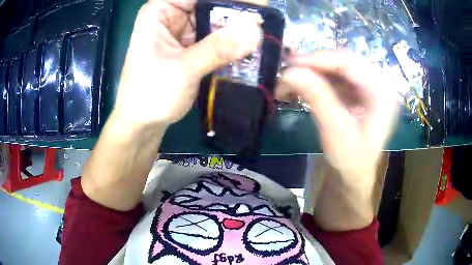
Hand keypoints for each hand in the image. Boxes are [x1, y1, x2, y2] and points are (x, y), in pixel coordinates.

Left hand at [113, 0, 261, 128]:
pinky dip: (231, 42)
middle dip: (236, 13)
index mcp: (160, 11)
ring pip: (215, 20)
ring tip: (264, 33)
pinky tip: (250, 46)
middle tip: (266, 22)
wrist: (141, 124)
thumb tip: (256, 29)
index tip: (258, 5)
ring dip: (237, 28)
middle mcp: (171, 15)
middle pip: (210, 5)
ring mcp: (181, 31)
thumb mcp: (183, 68)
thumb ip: (219, 47)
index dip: (230, 0)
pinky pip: (215, 37)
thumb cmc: (150, 94)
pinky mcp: (190, 46)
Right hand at [278, 51, 397, 181]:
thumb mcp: (335, 131)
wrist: (355, 173)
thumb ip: (317, 98)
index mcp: (382, 94)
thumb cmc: (351, 160)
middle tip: (288, 70)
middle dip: (315, 64)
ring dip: (314, 71)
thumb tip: (290, 73)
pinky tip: (304, 86)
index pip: (351, 63)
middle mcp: (379, 84)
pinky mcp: (359, 91)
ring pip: (338, 67)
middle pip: (344, 61)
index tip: (291, 63)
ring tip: (291, 81)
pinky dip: (318, 79)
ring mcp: (370, 86)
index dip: (320, 59)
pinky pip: (337, 76)